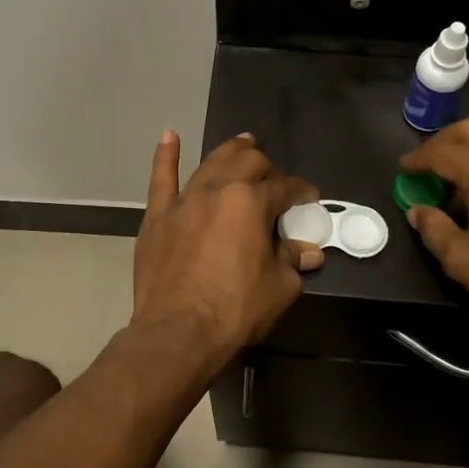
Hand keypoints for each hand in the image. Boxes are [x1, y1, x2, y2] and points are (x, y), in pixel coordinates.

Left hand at [131, 132, 322, 365]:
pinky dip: (166, 156)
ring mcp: (184, 200)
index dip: (301, 192)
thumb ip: (293, 261)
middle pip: (248, 163)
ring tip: (243, 143)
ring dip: (231, 151)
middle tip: (275, 180)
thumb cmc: (235, 310)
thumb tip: (309, 251)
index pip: (284, 188)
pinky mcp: (158, 216)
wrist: (178, 331)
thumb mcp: (280, 288)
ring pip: (210, 162)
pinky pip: (161, 179)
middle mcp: (218, 190)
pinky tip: (169, 136)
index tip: (310, 200)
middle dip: (267, 167)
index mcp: (252, 202)